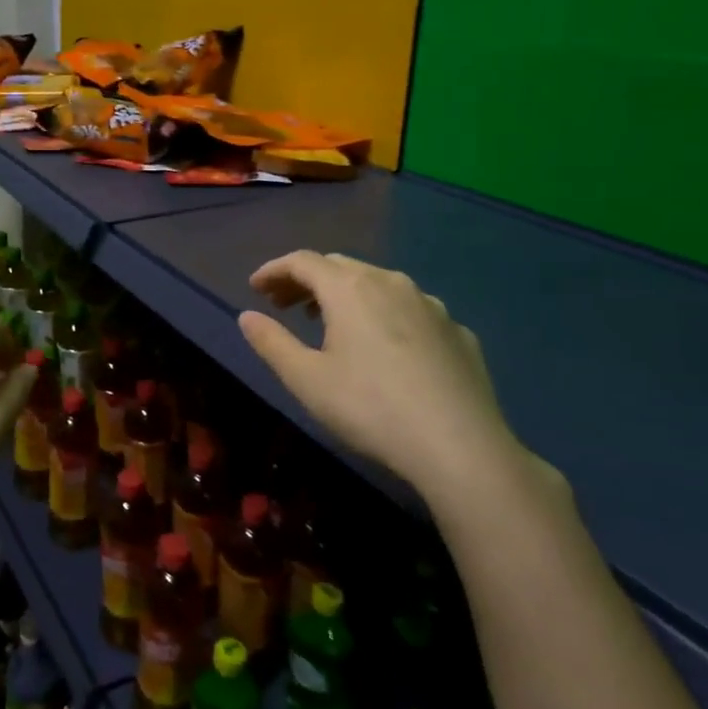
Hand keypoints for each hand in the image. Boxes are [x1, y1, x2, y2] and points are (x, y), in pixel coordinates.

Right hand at [237, 250, 522, 496]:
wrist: (461, 447)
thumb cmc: (370, 408)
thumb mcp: (306, 379)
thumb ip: (272, 342)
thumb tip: (247, 316)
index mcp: (350, 288)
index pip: (302, 261)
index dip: (274, 270)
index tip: (255, 289)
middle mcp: (391, 283)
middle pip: (339, 266)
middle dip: (306, 281)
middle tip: (284, 305)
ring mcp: (431, 305)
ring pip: (378, 284)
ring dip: (345, 295)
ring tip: (329, 323)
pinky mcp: (457, 332)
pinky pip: (411, 311)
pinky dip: (385, 316)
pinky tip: (385, 349)